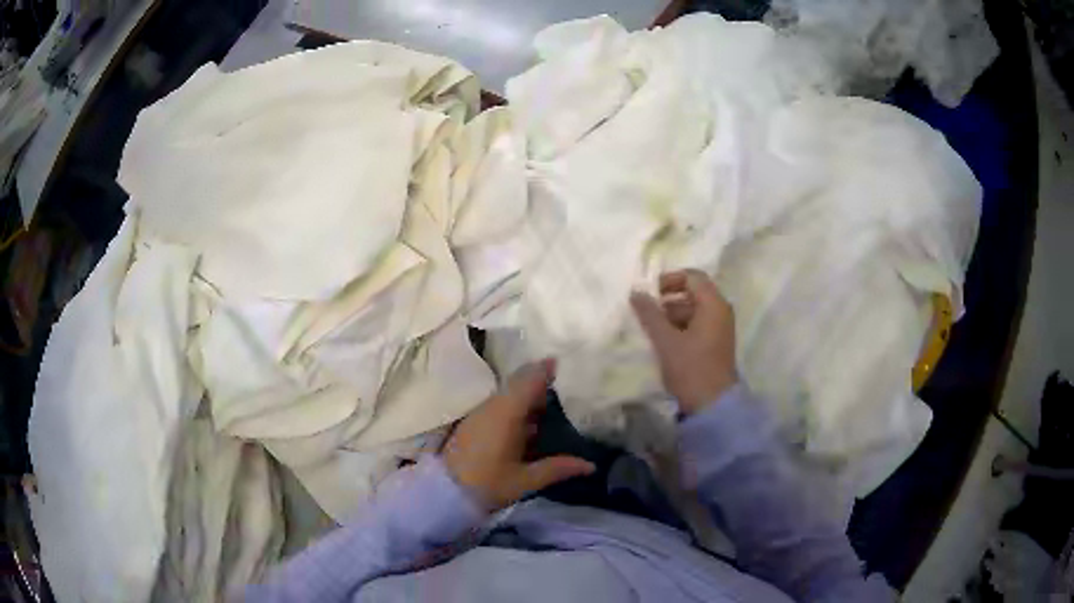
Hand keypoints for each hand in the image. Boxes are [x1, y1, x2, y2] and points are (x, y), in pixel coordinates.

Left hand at [442, 361, 595, 511]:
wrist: (442, 492)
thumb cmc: (486, 485)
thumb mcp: (525, 480)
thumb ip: (557, 468)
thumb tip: (591, 465)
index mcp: (506, 414)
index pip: (528, 381)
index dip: (545, 369)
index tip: (561, 361)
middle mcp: (492, 407)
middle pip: (517, 384)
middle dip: (538, 382)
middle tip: (562, 385)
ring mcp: (480, 414)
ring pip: (507, 395)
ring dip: (526, 395)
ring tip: (550, 405)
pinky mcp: (472, 423)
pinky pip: (498, 405)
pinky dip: (515, 407)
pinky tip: (527, 424)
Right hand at [630, 269, 737, 414]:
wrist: (712, 404)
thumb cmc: (690, 368)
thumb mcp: (666, 340)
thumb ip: (650, 314)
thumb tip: (636, 292)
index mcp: (713, 304)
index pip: (693, 277)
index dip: (670, 279)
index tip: (651, 293)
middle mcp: (721, 311)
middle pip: (695, 292)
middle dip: (670, 298)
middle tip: (648, 311)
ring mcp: (721, 328)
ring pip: (695, 310)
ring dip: (673, 314)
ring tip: (653, 328)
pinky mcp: (717, 344)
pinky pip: (699, 325)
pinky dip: (682, 326)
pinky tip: (665, 341)